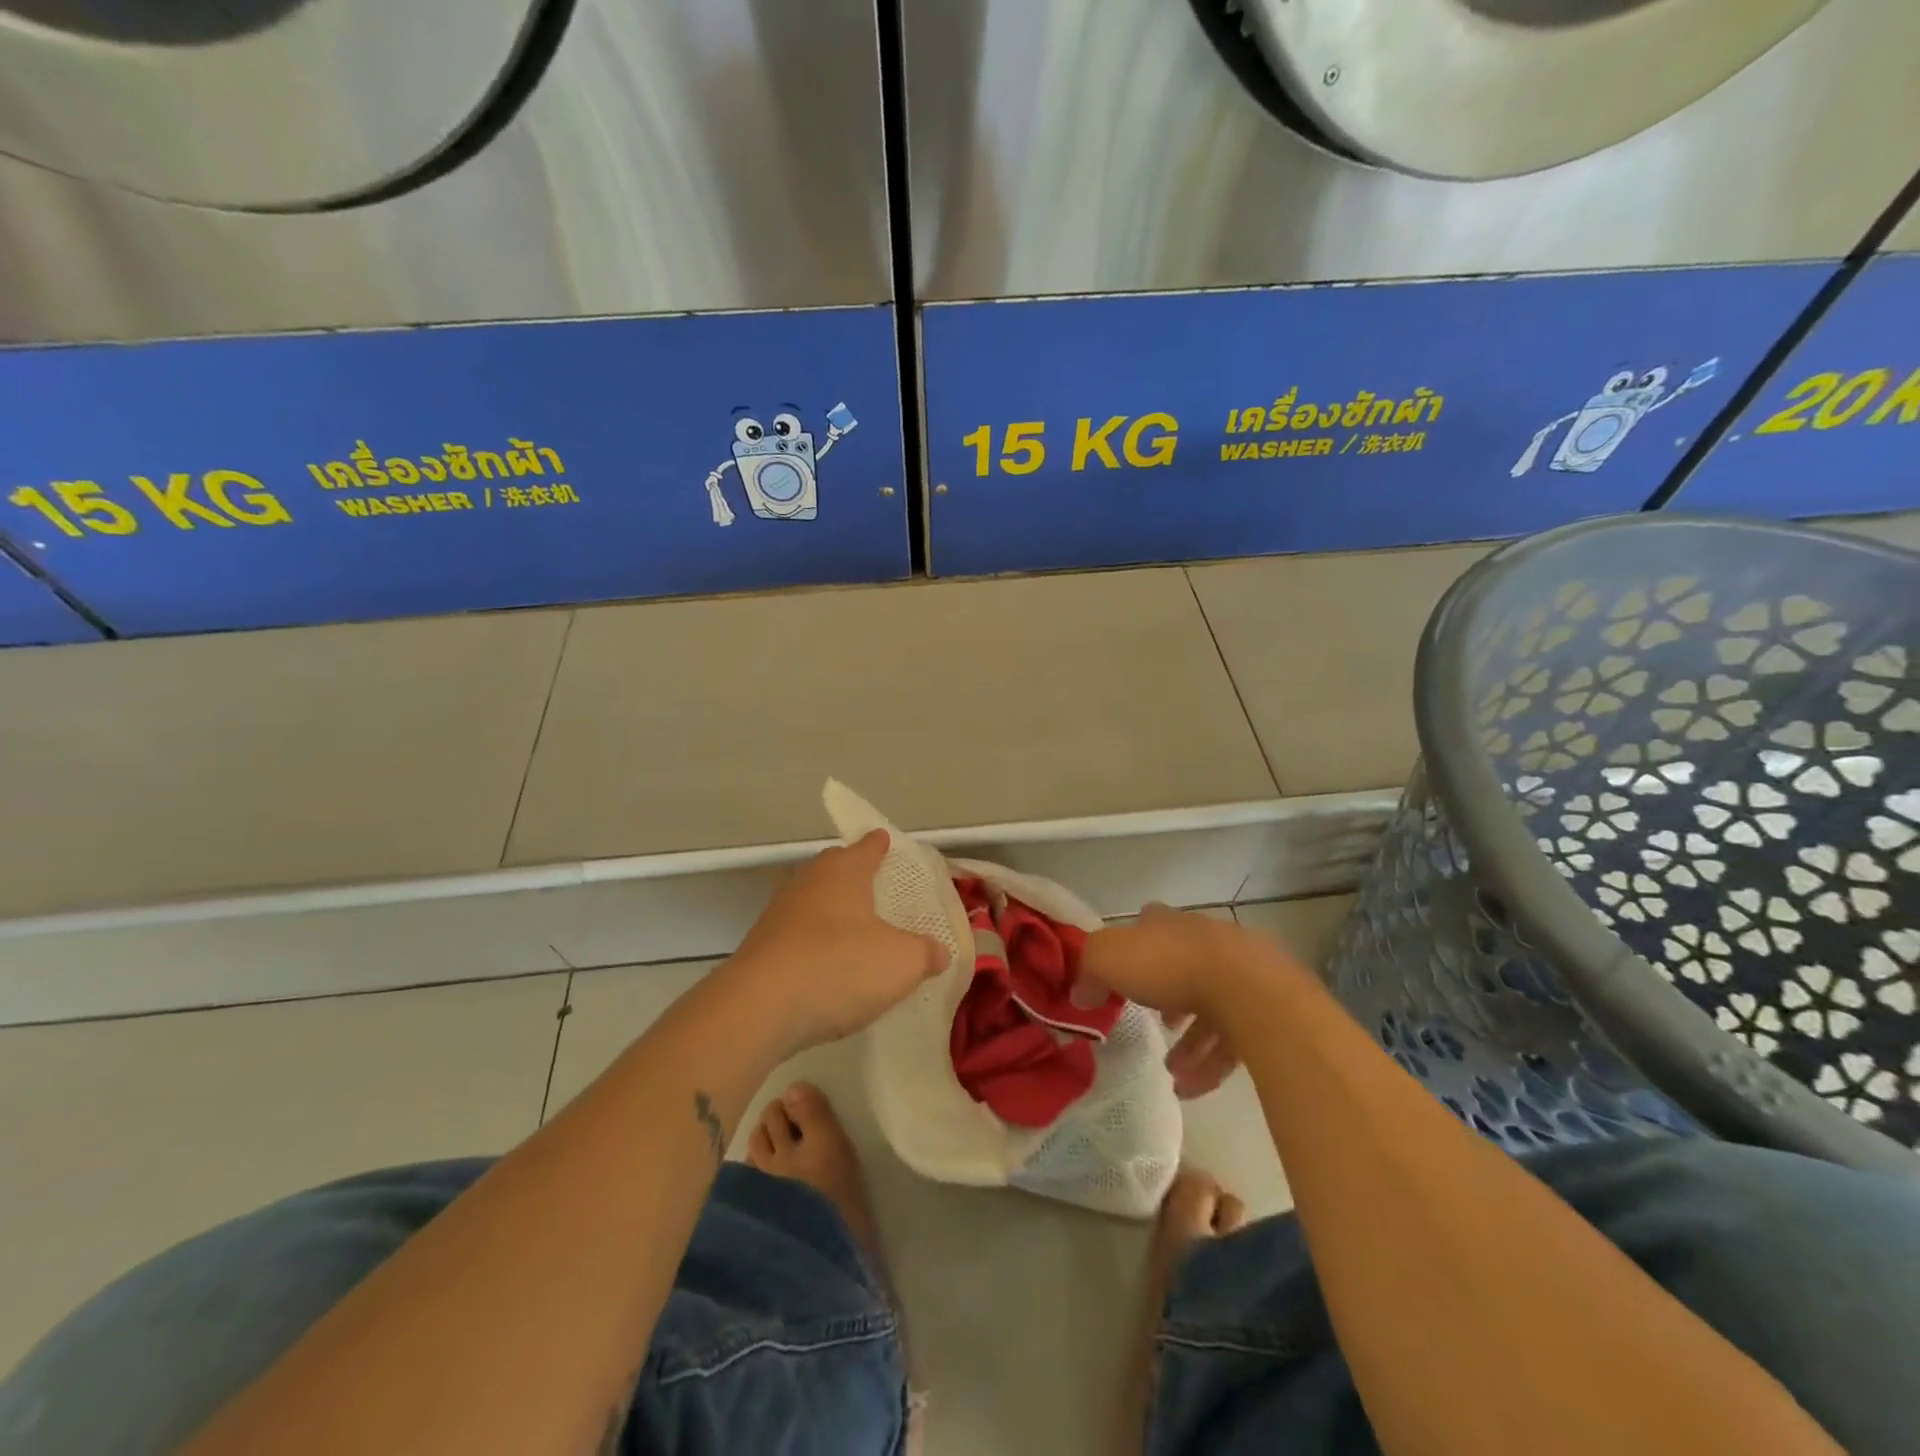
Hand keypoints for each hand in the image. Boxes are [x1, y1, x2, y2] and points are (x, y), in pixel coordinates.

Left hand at [724, 831, 945, 1054]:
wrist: (759, 1008)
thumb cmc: (839, 967)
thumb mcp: (902, 962)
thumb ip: (926, 953)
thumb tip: (939, 952)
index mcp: (843, 872)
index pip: (867, 847)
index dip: (879, 845)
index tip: (885, 841)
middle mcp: (808, 882)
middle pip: (834, 869)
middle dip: (853, 874)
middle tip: (876, 885)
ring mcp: (779, 915)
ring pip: (813, 902)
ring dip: (833, 912)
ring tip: (856, 930)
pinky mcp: (761, 949)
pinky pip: (798, 936)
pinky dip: (815, 944)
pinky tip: (828, 967)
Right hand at [1084, 904, 1303, 1099]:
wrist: (1247, 989)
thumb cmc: (1169, 966)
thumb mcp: (1107, 959)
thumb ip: (1089, 973)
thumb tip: (1080, 993)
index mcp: (1170, 923)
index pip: (1149, 924)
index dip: (1134, 948)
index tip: (1122, 976)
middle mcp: (1206, 939)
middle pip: (1181, 967)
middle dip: (1166, 1000)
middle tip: (1153, 1029)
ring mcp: (1241, 971)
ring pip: (1210, 1007)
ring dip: (1189, 1043)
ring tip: (1171, 1073)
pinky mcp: (1266, 1007)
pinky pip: (1234, 1037)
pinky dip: (1211, 1063)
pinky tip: (1193, 1088)